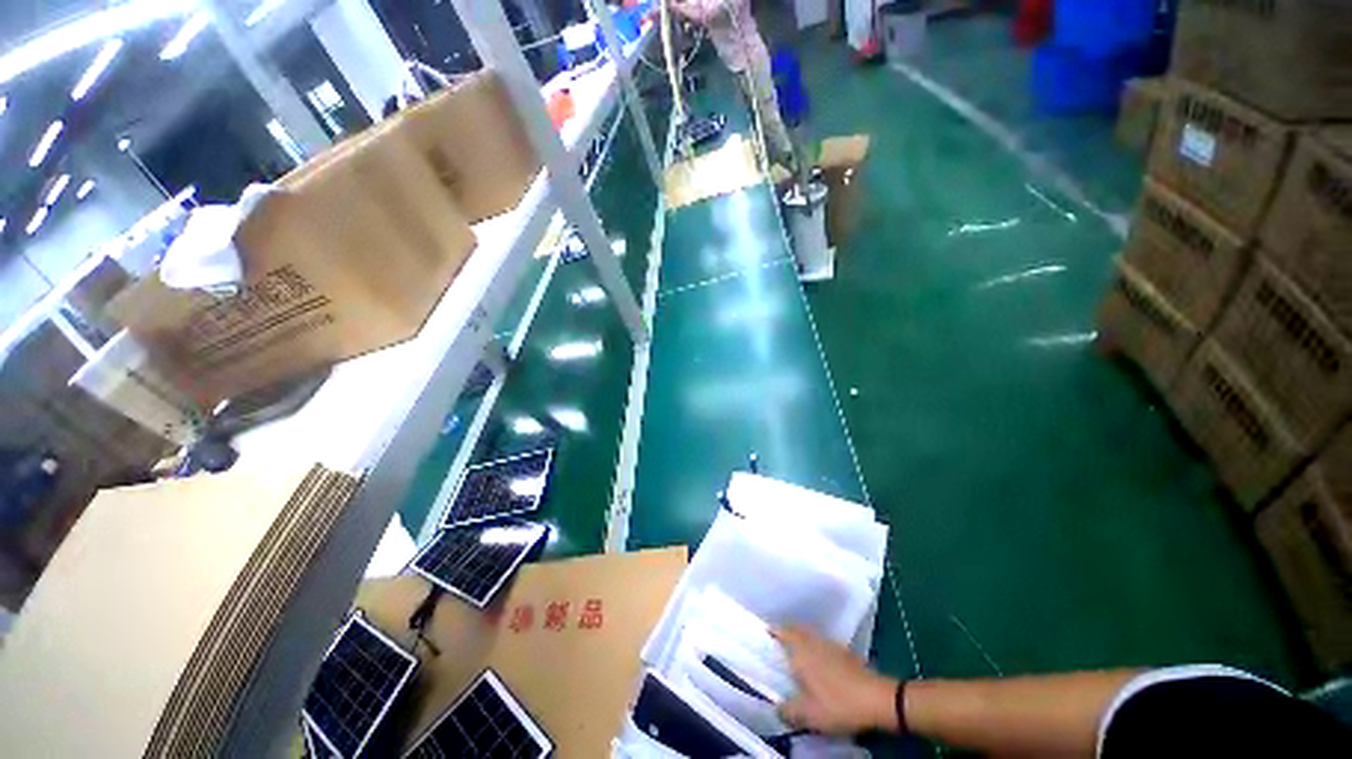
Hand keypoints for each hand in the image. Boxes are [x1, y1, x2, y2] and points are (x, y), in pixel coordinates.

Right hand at [773, 626, 900, 735]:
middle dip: (786, 632)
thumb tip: (776, 708)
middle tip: (778, 643)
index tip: (764, 635)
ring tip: (796, 652)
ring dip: (801, 638)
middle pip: (796, 629)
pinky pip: (822, 642)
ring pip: (810, 635)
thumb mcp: (809, 715)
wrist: (877, 699)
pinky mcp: (845, 652)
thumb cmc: (838, 704)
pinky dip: (815, 646)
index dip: (773, 631)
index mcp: (801, 650)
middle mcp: (813, 641)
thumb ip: (789, 711)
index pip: (783, 632)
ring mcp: (831, 644)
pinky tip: (819, 663)